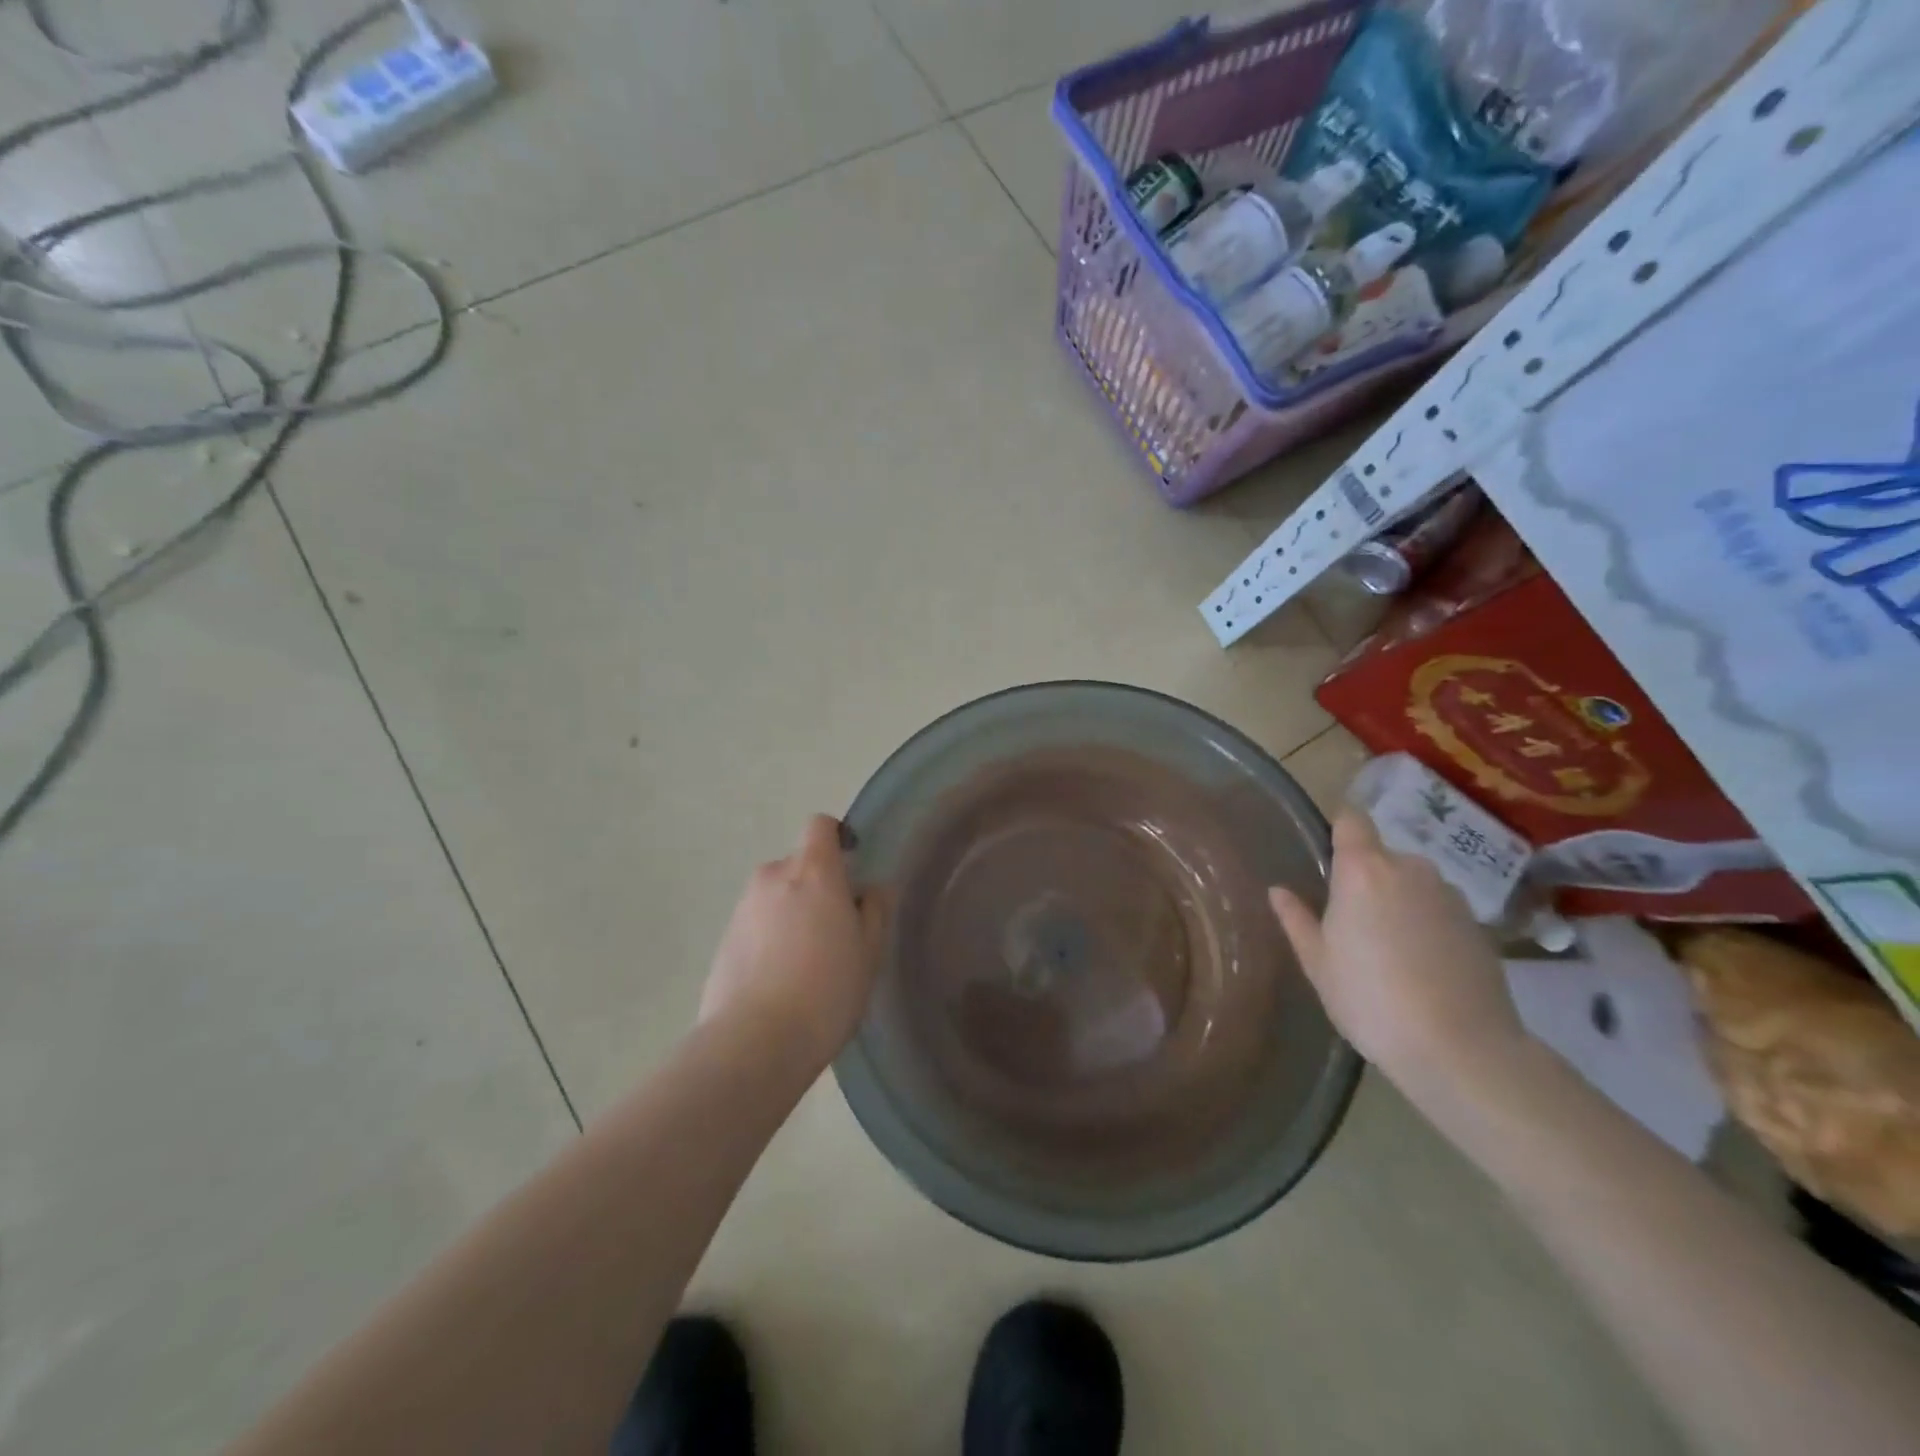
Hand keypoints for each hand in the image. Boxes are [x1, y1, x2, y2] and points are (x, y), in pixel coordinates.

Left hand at [700, 815, 887, 1071]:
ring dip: (792, 912)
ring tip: (806, 961)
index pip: (820, 826)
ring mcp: (743, 907)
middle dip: (816, 885)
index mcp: (813, 871)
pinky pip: (756, 923)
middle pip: (799, 864)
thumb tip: (871, 889)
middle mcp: (773, 877)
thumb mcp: (869, 952)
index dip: (836, 838)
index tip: (851, 868)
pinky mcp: (723, 939)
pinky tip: (780, 979)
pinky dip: (769, 937)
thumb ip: (875, 910)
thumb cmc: (827, 990)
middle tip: (835, 929)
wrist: (755, 1041)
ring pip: (776, 895)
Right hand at [1269, 808, 1526, 1094]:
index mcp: (1363, 870)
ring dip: (1399, 901)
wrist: (1461, 1049)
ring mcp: (1450, 895)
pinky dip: (1427, 925)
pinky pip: (1439, 910)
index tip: (1327, 855)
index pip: (1351, 819)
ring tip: (1389, 948)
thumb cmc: (1370, 999)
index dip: (1339, 830)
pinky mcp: (1479, 925)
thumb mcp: (1318, 963)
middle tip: (1351, 921)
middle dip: (1366, 878)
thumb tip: (1278, 891)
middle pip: (1381, 856)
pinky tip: (1421, 966)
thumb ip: (1297, 920)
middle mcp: (1409, 869)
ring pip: (1412, 883)